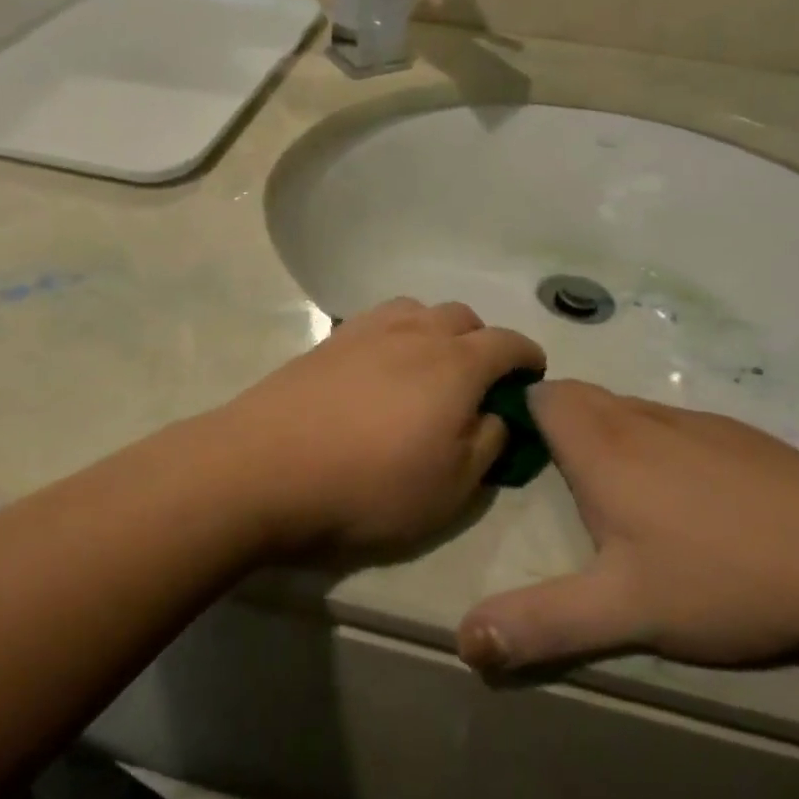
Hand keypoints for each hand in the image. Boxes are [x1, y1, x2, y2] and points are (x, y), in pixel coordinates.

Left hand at [212, 299, 544, 557]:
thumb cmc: (369, 486)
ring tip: (429, 368)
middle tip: (478, 381)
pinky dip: (397, 334)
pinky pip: (379, 321)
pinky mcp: (329, 339)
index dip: (528, 357)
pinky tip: (382, 367)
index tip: (533, 375)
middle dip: (482, 342)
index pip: (508, 343)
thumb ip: (487, 443)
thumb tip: (495, 414)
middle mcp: (416, 332)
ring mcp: (368, 329)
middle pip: (463, 317)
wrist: (266, 467)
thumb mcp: (451, 488)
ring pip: (419, 310)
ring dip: (437, 331)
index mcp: (456, 363)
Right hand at [457, 382, 798, 673]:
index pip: (542, 397)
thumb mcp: (622, 612)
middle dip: (558, 424)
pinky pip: (676, 426)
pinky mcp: (741, 437)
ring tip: (616, 491)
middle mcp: (641, 419)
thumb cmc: (722, 578)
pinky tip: (690, 500)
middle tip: (556, 480)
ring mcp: (696, 423)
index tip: (513, 452)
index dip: (519, 412)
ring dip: (607, 433)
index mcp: (602, 446)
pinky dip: (659, 445)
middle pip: (581, 398)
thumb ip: (540, 624)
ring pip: (629, 410)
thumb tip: (464, 642)